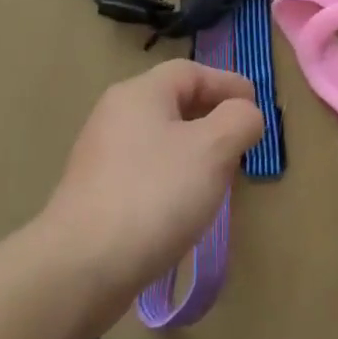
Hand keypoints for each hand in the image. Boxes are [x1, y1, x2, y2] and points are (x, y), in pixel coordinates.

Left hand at [39, 61, 265, 307]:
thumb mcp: (213, 149)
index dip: (227, 84)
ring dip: (194, 150)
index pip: (191, 72)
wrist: (81, 266)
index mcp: (140, 94)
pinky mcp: (97, 193)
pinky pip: (145, 170)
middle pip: (173, 103)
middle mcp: (116, 115)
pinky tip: (185, 206)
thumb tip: (245, 114)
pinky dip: (172, 177)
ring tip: (220, 176)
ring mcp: (102, 156)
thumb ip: (239, 120)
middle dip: (213, 118)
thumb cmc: (154, 195)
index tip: (256, 107)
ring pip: (160, 139)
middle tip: (242, 142)